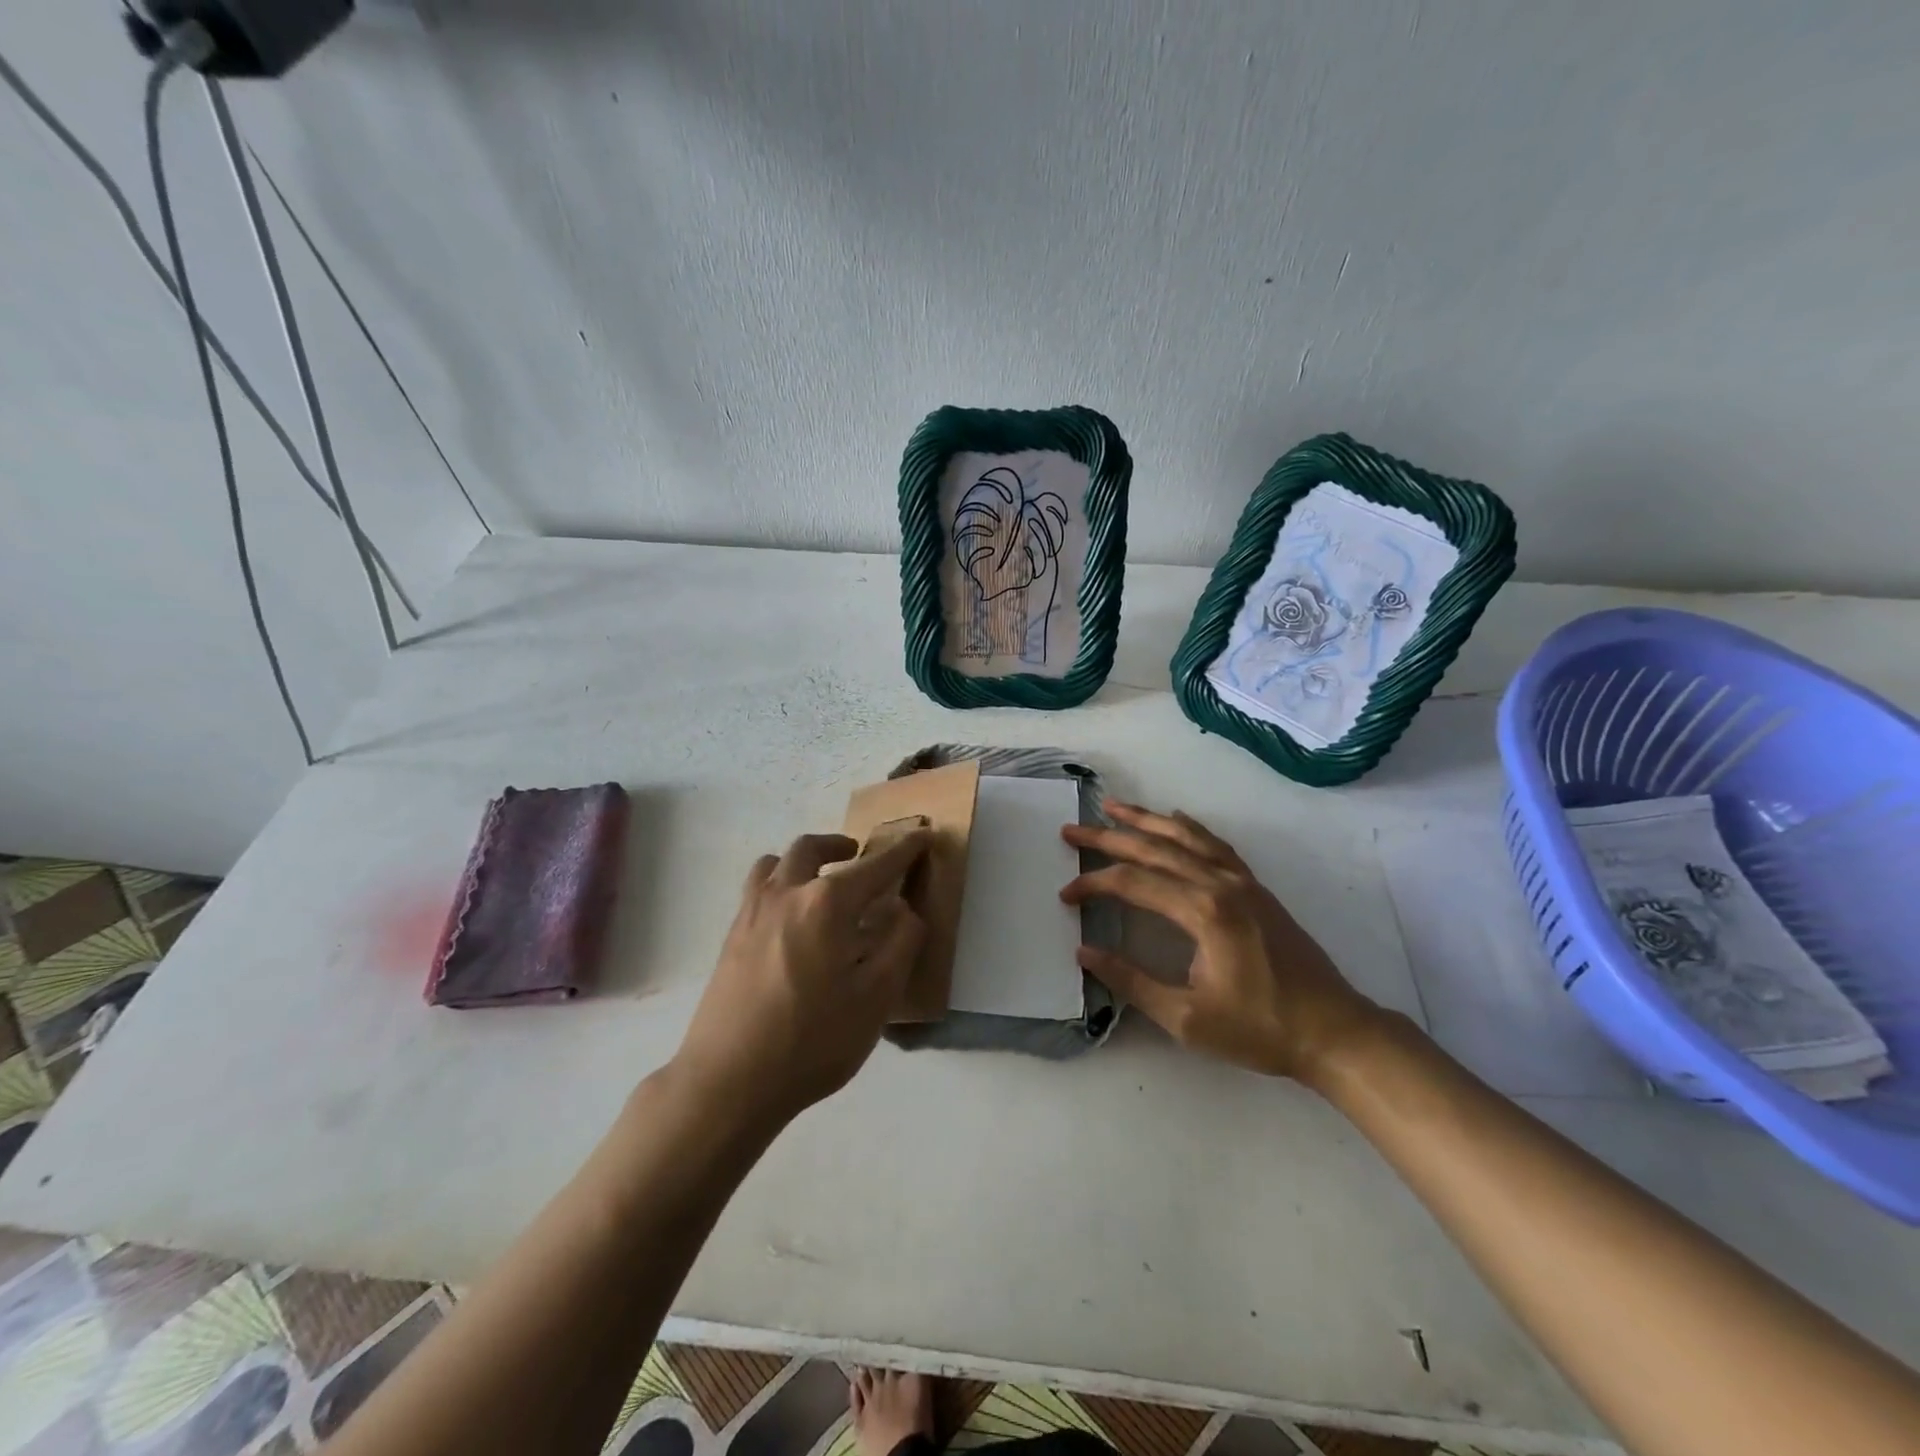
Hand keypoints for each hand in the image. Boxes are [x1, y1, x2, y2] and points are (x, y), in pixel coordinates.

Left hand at [672, 830, 929, 1128]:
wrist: (728, 1081)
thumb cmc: (812, 1040)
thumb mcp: (876, 999)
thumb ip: (900, 945)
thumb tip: (904, 909)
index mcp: (827, 904)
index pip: (874, 867)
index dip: (902, 851)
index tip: (921, 836)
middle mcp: (786, 894)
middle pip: (812, 848)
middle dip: (840, 844)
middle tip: (857, 853)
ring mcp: (751, 913)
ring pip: (775, 862)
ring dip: (803, 859)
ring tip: (819, 878)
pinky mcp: (731, 937)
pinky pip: (757, 888)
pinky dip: (779, 882)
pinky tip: (790, 917)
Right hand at [1060, 803, 1379, 1084]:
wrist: (1334, 1032)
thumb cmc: (1259, 1029)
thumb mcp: (1186, 1019)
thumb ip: (1132, 982)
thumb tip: (1085, 953)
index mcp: (1203, 911)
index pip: (1134, 882)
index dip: (1094, 884)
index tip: (1066, 894)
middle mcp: (1220, 884)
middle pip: (1155, 848)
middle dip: (1109, 837)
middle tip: (1073, 828)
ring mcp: (1242, 882)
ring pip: (1186, 836)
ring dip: (1146, 820)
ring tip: (1113, 806)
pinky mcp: (1256, 888)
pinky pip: (1215, 845)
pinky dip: (1189, 828)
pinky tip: (1176, 819)